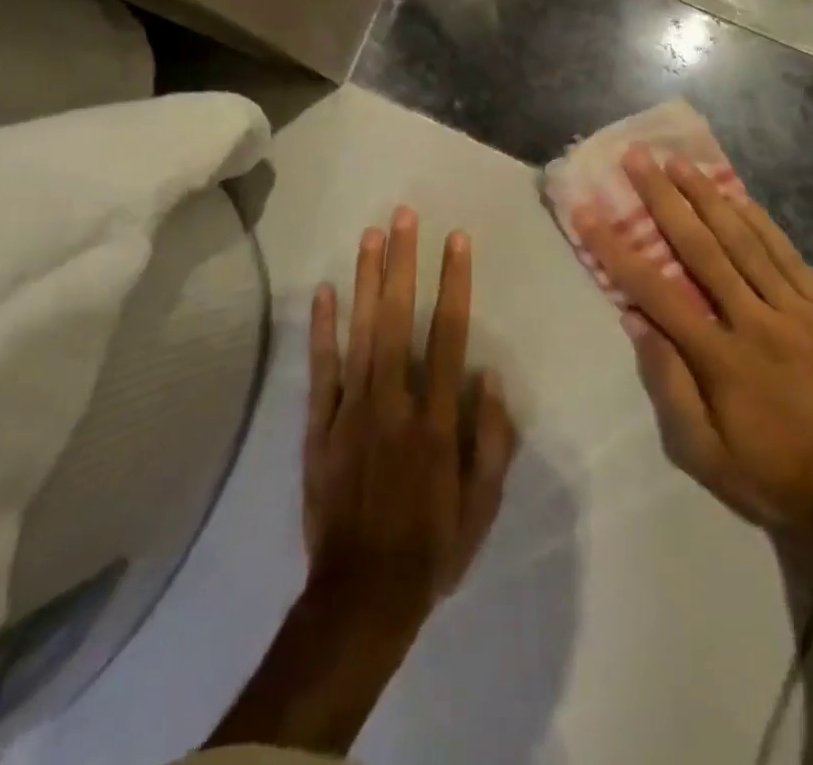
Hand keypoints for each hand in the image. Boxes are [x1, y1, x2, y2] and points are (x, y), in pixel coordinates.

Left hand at [303, 208, 518, 620]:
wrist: (361, 597)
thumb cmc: (431, 547)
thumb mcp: (482, 506)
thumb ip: (492, 440)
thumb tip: (488, 375)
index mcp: (435, 420)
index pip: (447, 334)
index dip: (454, 283)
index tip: (456, 240)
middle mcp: (393, 402)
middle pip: (398, 318)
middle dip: (402, 263)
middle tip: (404, 215)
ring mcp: (351, 411)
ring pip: (359, 332)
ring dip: (366, 280)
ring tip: (371, 234)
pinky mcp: (319, 427)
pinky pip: (321, 370)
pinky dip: (321, 329)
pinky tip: (324, 291)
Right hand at [576, 150, 812, 538]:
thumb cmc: (773, 476)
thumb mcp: (705, 455)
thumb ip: (670, 386)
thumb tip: (637, 322)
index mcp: (720, 358)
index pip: (655, 291)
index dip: (616, 248)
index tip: (589, 210)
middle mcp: (756, 322)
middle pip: (702, 248)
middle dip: (664, 198)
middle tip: (639, 158)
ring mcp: (799, 311)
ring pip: (747, 241)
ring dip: (710, 197)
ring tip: (681, 161)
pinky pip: (791, 256)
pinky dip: (763, 223)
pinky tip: (742, 197)